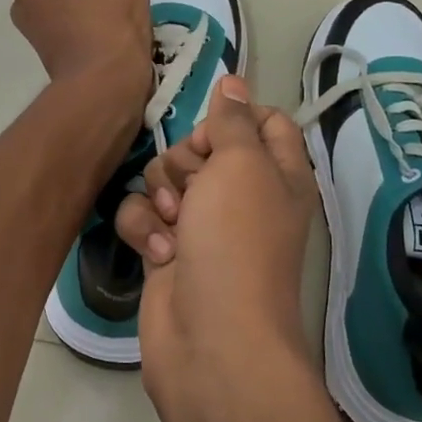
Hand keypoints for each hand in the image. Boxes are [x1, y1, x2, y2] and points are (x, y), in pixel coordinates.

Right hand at [114, 75, 319, 411]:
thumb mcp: (241, 165)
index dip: (235, 117)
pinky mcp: (167, 251)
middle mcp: (242, 196)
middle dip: (186, 159)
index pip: (264, 122)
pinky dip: (144, 229)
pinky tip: (157, 252)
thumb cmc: (236, 241)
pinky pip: (143, 215)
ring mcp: (203, 226)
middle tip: (193, 186)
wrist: (211, 339)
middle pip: (203, 147)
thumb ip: (232, 120)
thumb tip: (234, 82)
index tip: (215, 129)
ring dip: (161, 195)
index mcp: (277, 173)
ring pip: (166, 179)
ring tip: (173, 225)